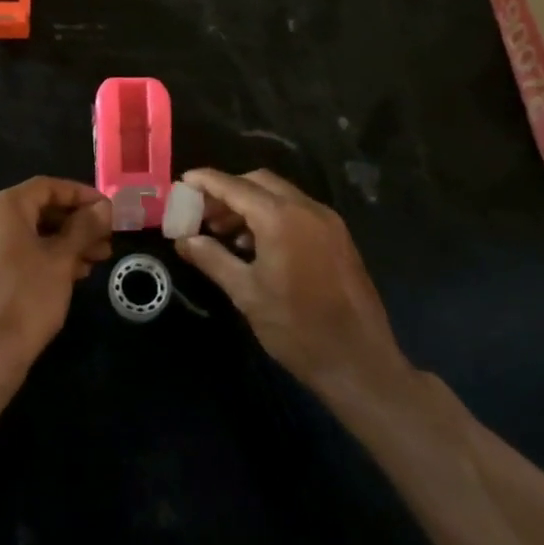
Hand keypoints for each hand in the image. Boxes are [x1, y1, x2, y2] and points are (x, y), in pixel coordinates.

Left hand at [0, 177, 112, 381]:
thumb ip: (83, 228)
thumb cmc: (25, 298)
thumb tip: (102, 207)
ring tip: (98, 260)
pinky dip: (47, 259)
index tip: (109, 210)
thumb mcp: (61, 260)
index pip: (47, 187)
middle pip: (39, 210)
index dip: (81, 195)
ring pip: (32, 235)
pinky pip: (20, 255)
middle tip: (107, 240)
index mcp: (2, 208)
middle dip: (76, 223)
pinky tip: (73, 276)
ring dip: (66, 243)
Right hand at [174, 168, 406, 395]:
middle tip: (203, 213)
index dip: (206, 181)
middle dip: (228, 191)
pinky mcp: (339, 238)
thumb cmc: (296, 328)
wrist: (360, 363)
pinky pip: (299, 212)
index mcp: (281, 218)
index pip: (235, 186)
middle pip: (259, 182)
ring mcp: (328, 222)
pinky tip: (257, 246)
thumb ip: (212, 259)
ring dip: (250, 204)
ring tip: (224, 233)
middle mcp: (307, 209)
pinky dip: (273, 216)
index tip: (183, 181)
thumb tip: (184, 240)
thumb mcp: (246, 293)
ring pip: (280, 195)